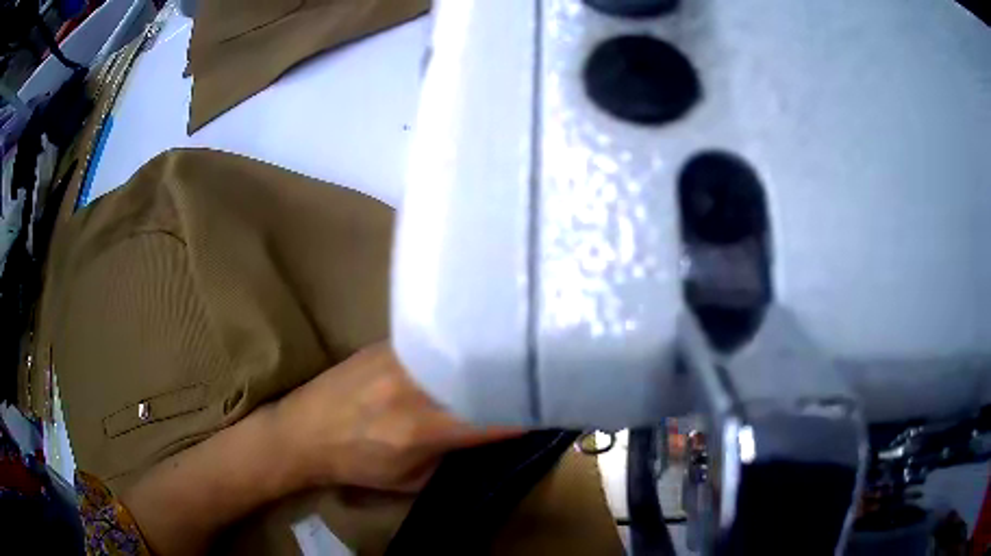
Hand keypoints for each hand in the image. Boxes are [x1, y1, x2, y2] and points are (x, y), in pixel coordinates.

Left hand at [276, 342, 519, 492]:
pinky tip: (473, 347)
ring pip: (462, 353)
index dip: (527, 412)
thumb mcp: (411, 478)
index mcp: (423, 429)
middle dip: (514, 378)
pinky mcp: (388, 342)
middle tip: (541, 377)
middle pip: (482, 375)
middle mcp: (415, 387)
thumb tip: (493, 432)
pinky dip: (460, 349)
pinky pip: (438, 343)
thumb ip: (455, 456)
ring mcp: (401, 357)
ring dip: (488, 359)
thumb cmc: (356, 464)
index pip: (493, 417)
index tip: (551, 405)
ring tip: (513, 358)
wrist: (302, 430)